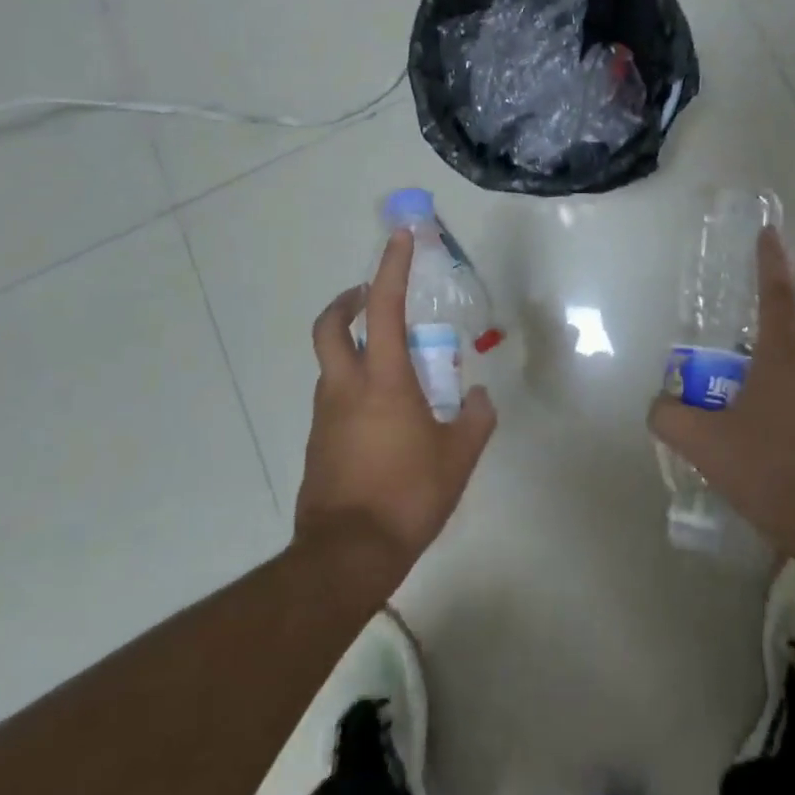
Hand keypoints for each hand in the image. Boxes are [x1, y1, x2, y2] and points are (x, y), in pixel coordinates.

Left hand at [297, 230, 496, 587]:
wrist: (346, 557)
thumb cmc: (407, 497)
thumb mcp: (458, 457)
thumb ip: (474, 419)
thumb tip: (478, 397)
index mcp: (382, 380)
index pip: (385, 308)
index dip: (392, 267)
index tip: (400, 237)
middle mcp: (345, 387)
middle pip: (330, 327)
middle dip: (346, 302)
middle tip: (367, 296)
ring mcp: (324, 416)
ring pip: (331, 365)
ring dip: (352, 349)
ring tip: (391, 369)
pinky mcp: (316, 444)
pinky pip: (333, 400)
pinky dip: (352, 389)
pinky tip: (381, 419)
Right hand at [648, 228, 794, 567]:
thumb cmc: (772, 470)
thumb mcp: (704, 443)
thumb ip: (670, 416)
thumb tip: (658, 405)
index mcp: (783, 355)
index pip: (776, 292)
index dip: (769, 260)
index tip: (768, 232)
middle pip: (784, 330)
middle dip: (758, 323)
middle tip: (726, 333)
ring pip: (793, 368)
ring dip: (765, 368)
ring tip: (732, 393)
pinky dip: (778, 402)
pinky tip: (758, 436)